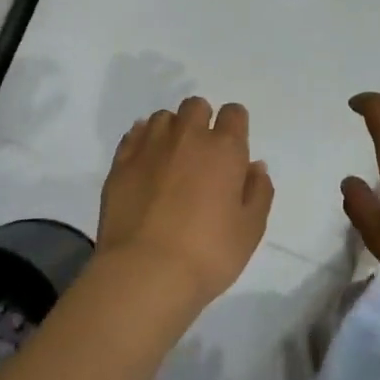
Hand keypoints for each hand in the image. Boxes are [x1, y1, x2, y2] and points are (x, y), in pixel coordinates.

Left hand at [97, 97, 274, 308]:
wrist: (145, 272)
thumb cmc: (209, 254)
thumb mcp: (251, 229)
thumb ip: (258, 192)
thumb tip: (254, 167)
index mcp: (224, 149)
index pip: (233, 113)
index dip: (235, 126)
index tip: (233, 149)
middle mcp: (187, 138)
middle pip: (196, 106)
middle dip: (202, 121)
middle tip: (202, 154)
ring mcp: (150, 147)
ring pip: (163, 118)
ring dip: (172, 130)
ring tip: (172, 159)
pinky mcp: (120, 163)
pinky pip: (134, 134)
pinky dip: (143, 140)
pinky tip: (147, 162)